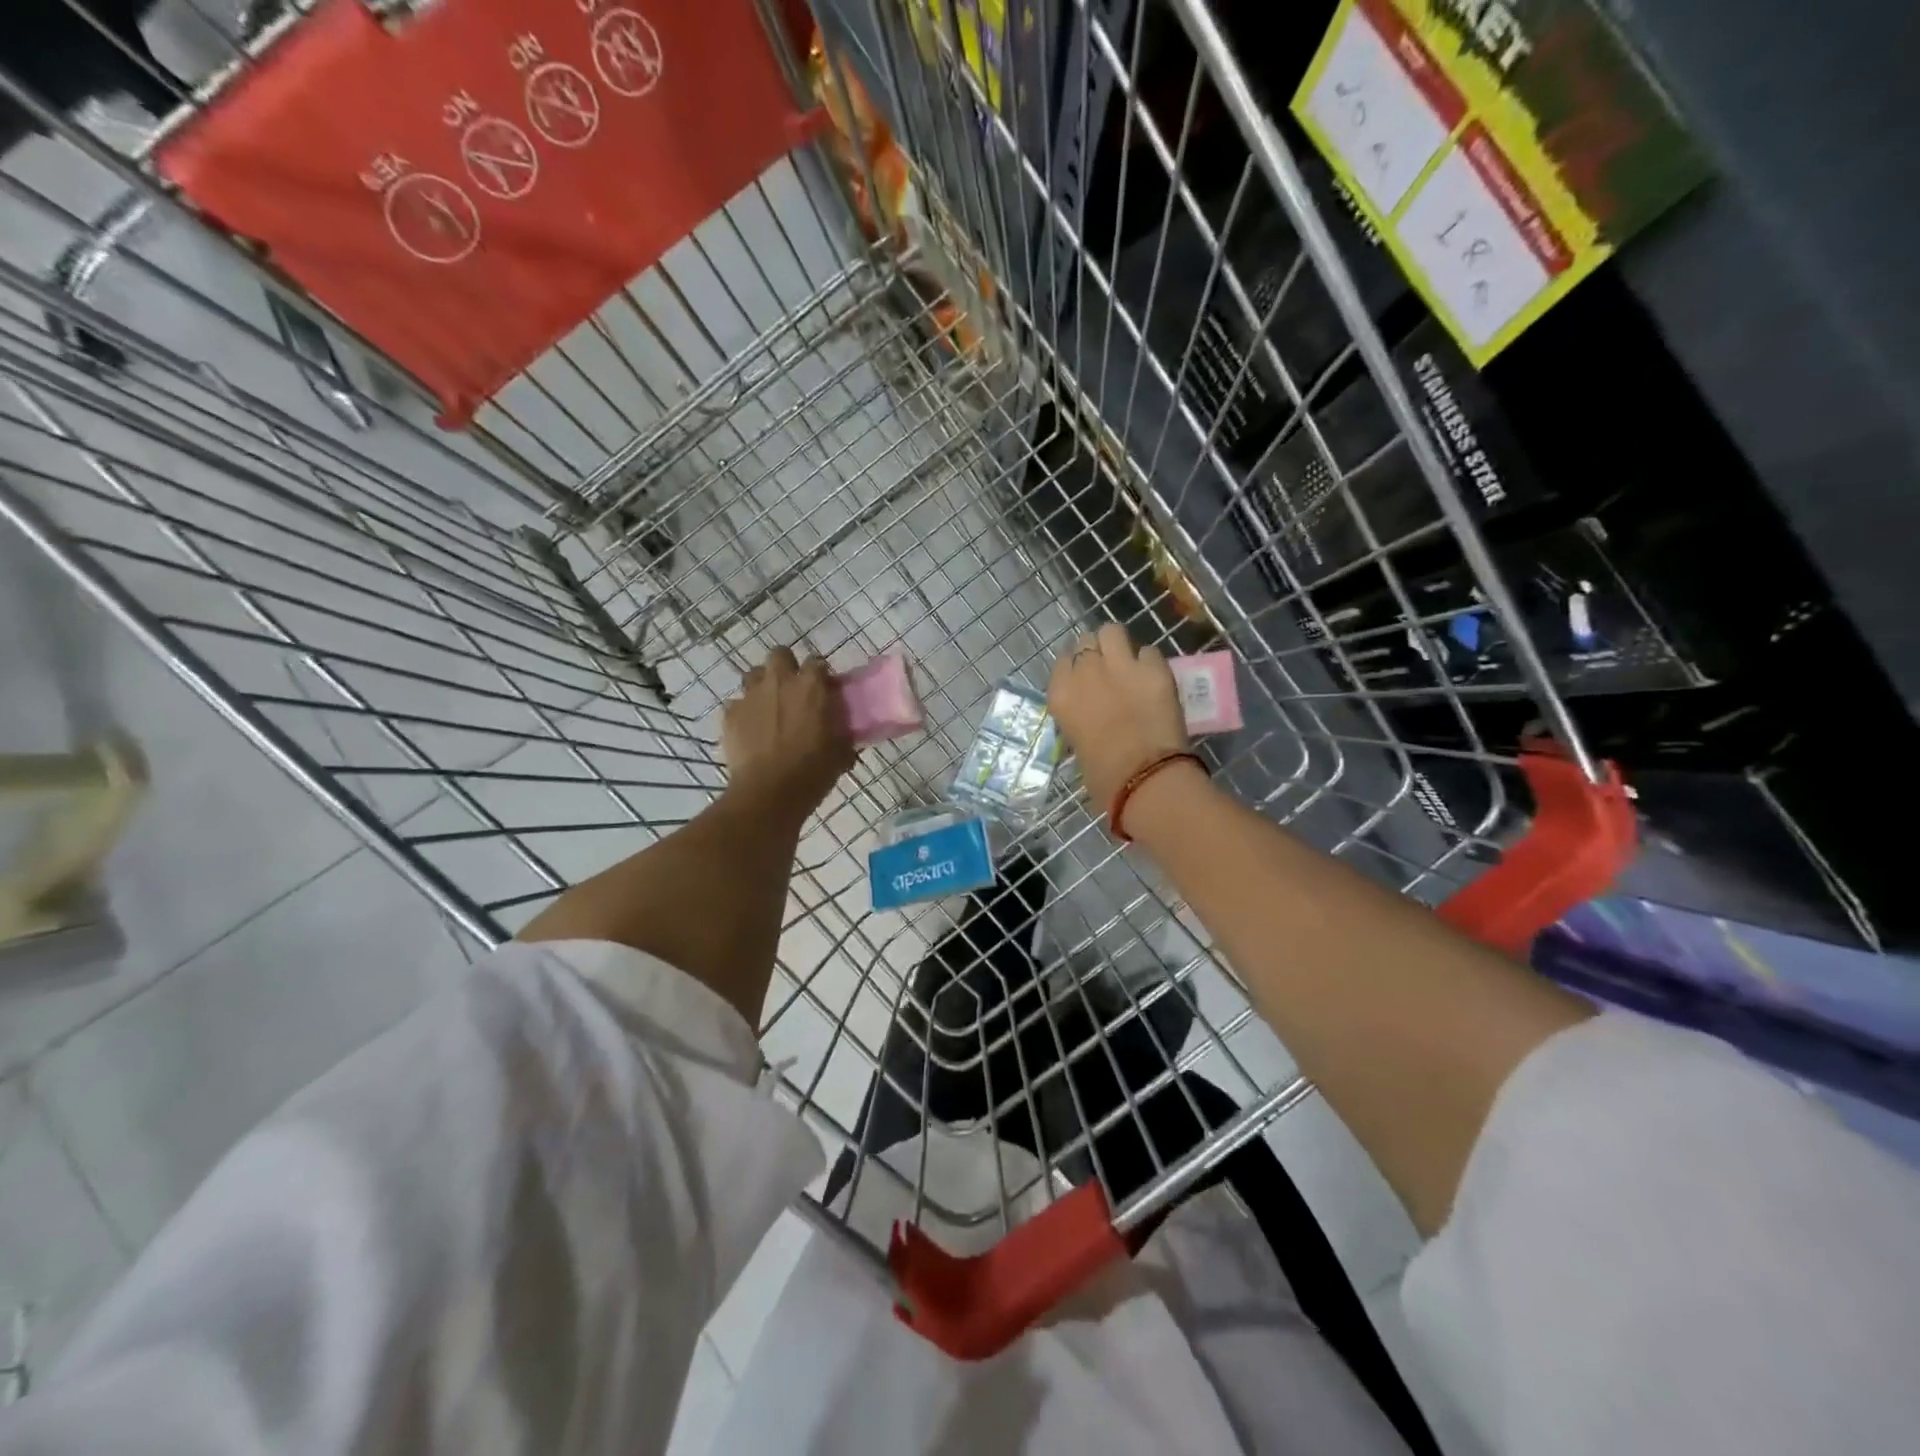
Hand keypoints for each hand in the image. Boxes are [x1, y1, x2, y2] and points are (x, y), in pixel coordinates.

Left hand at [721, 648, 855, 822]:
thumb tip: (846, 734)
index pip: (817, 662)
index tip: (824, 690)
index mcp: (811, 686)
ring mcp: (750, 695)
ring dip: (762, 685)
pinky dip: (744, 713)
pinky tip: (750, 731)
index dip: (820, 675)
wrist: (768, 793)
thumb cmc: (812, 772)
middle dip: (786, 667)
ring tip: (769, 708)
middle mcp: (779, 681)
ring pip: (754, 675)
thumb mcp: (840, 753)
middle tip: (793, 691)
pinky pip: (737, 704)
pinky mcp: (730, 714)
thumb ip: (842, 734)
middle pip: (780, 655)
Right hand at [1048, 623, 1190, 812]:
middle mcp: (1086, 671)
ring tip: (1129, 663)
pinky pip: (1149, 651)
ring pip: (1112, 631)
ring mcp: (1121, 665)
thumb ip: (1080, 716)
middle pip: (1086, 641)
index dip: (1076, 668)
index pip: (1062, 661)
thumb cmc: (1103, 775)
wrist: (1143, 777)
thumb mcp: (1077, 742)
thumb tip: (1091, 712)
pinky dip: (1149, 663)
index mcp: (1061, 693)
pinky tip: (1154, 679)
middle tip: (1108, 670)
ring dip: (1119, 645)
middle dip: (1097, 652)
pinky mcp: (1154, 668)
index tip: (1085, 679)